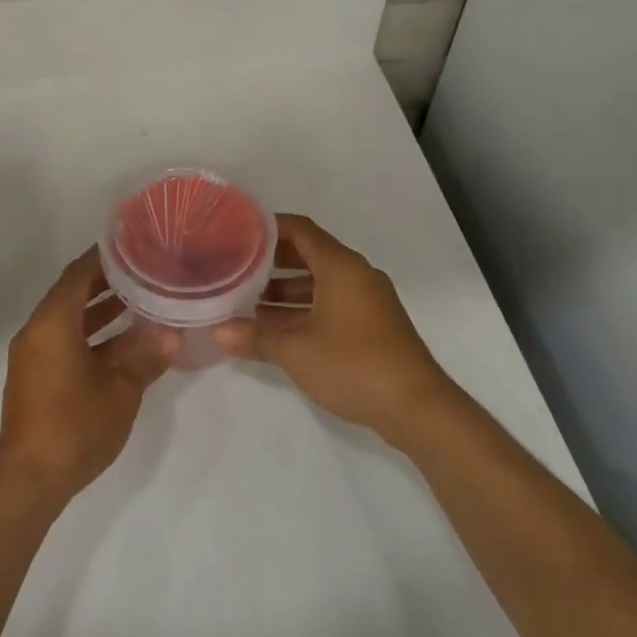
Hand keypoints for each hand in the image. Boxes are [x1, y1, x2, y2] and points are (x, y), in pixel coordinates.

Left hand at [0, 248, 175, 506]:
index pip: (78, 274)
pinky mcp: (35, 378)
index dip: (104, 258)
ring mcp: (33, 356)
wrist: (28, 481)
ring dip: (100, 312)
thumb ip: (146, 359)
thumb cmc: (74, 426)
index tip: (132, 246)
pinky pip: (64, 342)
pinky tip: (123, 345)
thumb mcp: (120, 391)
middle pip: (72, 294)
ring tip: (139, 303)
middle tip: (142, 272)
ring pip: (69, 321)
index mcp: (52, 323)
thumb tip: (172, 337)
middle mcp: (37, 332)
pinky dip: (90, 337)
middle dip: (106, 283)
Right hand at [213, 214, 454, 445]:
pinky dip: (307, 307)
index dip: (269, 227)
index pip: (300, 230)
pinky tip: (281, 328)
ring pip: (322, 282)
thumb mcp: (296, 351)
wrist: (418, 409)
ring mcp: (369, 300)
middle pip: (310, 254)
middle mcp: (357, 274)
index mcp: (340, 266)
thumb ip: (255, 337)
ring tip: (251, 303)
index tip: (239, 232)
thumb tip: (217, 331)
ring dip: (288, 290)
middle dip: (273, 262)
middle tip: (238, 268)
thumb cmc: (354, 365)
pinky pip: (334, 302)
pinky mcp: (375, 325)